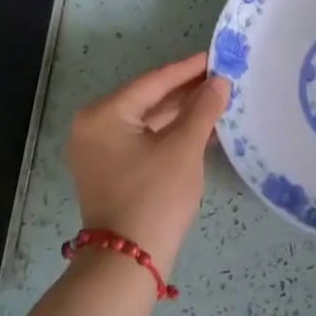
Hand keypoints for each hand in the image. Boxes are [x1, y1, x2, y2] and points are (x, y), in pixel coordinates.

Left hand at [66, 53, 228, 270]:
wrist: (128, 259)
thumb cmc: (155, 197)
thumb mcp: (184, 149)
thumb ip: (203, 110)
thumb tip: (219, 82)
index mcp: (104, 114)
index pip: (153, 82)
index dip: (188, 69)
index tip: (217, 56)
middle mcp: (94, 126)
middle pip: (148, 99)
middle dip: (186, 91)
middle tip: (222, 78)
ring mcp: (98, 149)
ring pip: (147, 121)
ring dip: (180, 113)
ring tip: (217, 101)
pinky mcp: (109, 169)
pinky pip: (143, 140)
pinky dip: (169, 134)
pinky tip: (200, 129)